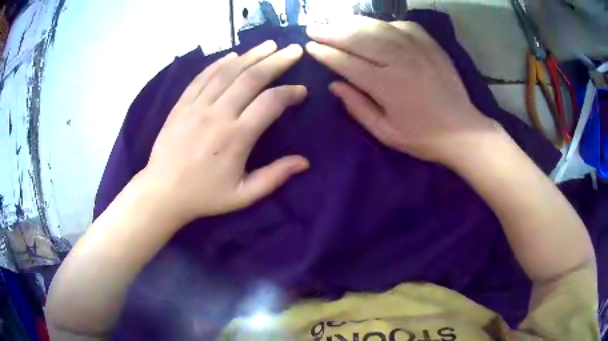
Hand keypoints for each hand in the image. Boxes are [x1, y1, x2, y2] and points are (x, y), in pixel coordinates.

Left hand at [140, 41, 308, 223]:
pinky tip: (232, 55)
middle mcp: (218, 114)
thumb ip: (274, 177)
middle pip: (252, 78)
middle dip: (276, 61)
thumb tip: (304, 162)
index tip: (301, 91)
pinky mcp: (181, 105)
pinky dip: (219, 63)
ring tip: (269, 45)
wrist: (162, 193)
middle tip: (293, 50)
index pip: (271, 102)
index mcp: (236, 137)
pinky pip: (202, 77)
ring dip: (251, 55)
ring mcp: (197, 106)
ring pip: (227, 72)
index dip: (290, 92)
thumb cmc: (204, 196)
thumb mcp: (243, 196)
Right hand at [305, 16, 497, 164]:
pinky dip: (383, 24)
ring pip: (377, 27)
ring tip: (334, 21)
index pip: (347, 62)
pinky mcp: (430, 44)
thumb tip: (334, 85)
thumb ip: (358, 108)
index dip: (326, 53)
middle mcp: (399, 60)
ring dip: (352, 22)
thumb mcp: (386, 133)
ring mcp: (417, 48)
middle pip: (358, 38)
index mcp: (386, 85)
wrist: (463, 130)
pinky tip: (374, 26)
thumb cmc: (423, 137)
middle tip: (313, 29)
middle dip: (331, 32)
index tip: (310, 47)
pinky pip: (401, 25)